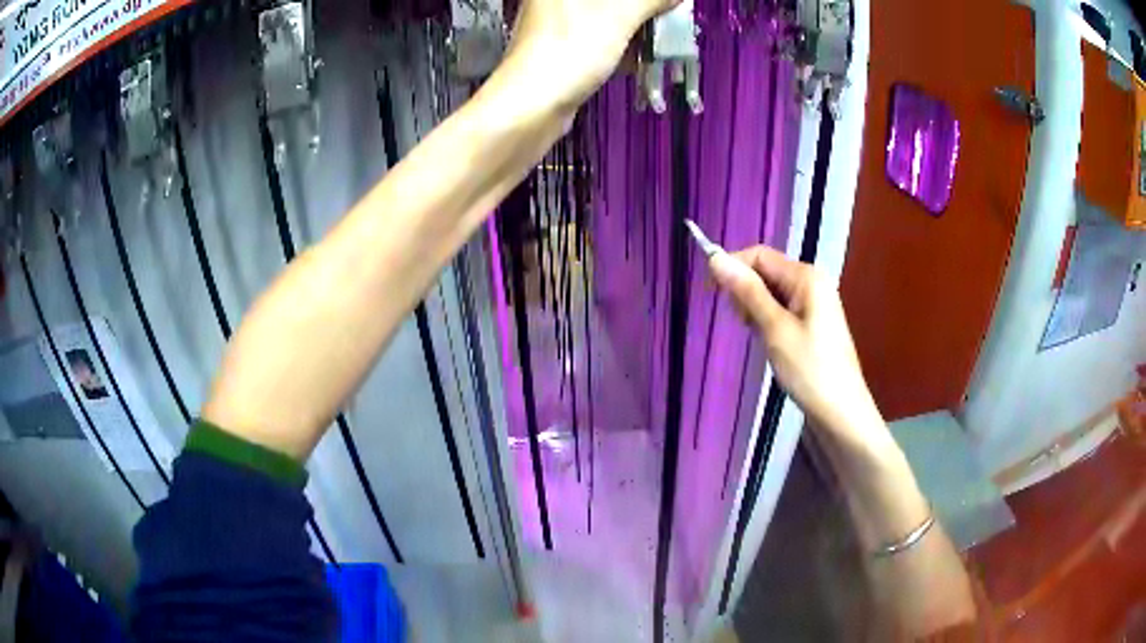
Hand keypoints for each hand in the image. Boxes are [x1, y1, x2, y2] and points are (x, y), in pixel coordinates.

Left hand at [500, 0, 680, 112]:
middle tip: (668, 19)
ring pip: (606, 19)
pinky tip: (641, 59)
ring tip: (662, 41)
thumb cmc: (570, 50)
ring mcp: (556, 26)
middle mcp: (555, 1)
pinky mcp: (561, 50)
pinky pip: (599, 40)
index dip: (642, 0)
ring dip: (637, 29)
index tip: (668, 6)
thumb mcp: (619, 17)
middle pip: (610, 3)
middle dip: (642, 11)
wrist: (530, 106)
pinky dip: (621, 47)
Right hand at [708, 246, 886, 446]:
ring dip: (755, 308)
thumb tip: (715, 258)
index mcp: (806, 276)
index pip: (759, 255)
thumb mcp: (775, 329)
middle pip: (765, 271)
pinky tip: (768, 341)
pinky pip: (781, 308)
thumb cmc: (810, 369)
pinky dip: (767, 320)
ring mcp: (814, 302)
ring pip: (771, 292)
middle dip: (745, 291)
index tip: (710, 293)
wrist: (841, 411)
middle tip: (743, 324)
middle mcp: (811, 281)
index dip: (732, 267)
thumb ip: (747, 291)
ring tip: (758, 337)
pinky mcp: (812, 322)